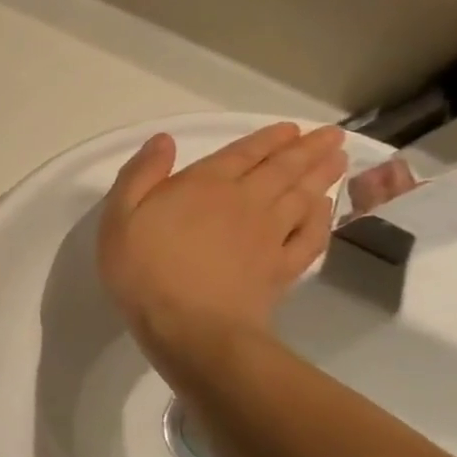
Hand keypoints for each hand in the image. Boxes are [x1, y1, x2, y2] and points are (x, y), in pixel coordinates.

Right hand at [97, 123, 347, 372]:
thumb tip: (164, 140)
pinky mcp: (282, 268)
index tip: (290, 128)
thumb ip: (140, 175)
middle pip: (281, 169)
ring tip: (337, 159)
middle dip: (305, 150)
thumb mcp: (119, 217)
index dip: (265, 140)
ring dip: (320, 175)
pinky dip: (321, 218)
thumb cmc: (144, 270)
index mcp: (203, 186)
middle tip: (330, 135)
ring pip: (301, 196)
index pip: (240, 154)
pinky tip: (325, 209)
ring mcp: (269, 236)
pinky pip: (309, 236)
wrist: (190, 328)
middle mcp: (244, 202)